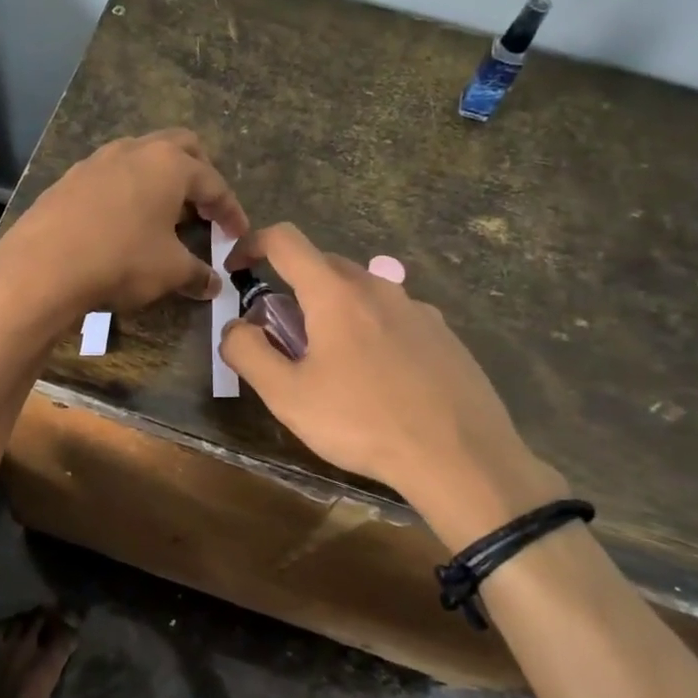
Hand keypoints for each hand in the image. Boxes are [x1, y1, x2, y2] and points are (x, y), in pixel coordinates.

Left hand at [0, 129, 249, 331]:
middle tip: (203, 206)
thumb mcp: (169, 271)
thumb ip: (197, 274)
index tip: (238, 234)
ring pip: (140, 157)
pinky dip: (126, 192)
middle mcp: (135, 151)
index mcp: (170, 165)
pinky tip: (121, 222)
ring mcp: (98, 160)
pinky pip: (110, 176)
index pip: (214, 183)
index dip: (231, 210)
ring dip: (158, 180)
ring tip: (163, 213)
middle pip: (180, 147)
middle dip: (199, 174)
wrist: (43, 265)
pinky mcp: (69, 179)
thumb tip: (213, 284)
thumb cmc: (121, 260)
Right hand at [219, 224, 566, 548]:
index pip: (285, 240)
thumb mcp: (287, 395)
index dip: (252, 243)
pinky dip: (370, 329)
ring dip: (333, 310)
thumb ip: (247, 352)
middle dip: (292, 287)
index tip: (237, 268)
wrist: (461, 458)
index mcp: (335, 293)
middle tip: (282, 336)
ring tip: (332, 362)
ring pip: (361, 291)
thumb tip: (236, 326)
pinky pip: (393, 316)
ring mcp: (417, 308)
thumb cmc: (363, 422)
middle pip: (323, 265)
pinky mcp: (444, 334)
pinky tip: (379, 377)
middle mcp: (378, 286)